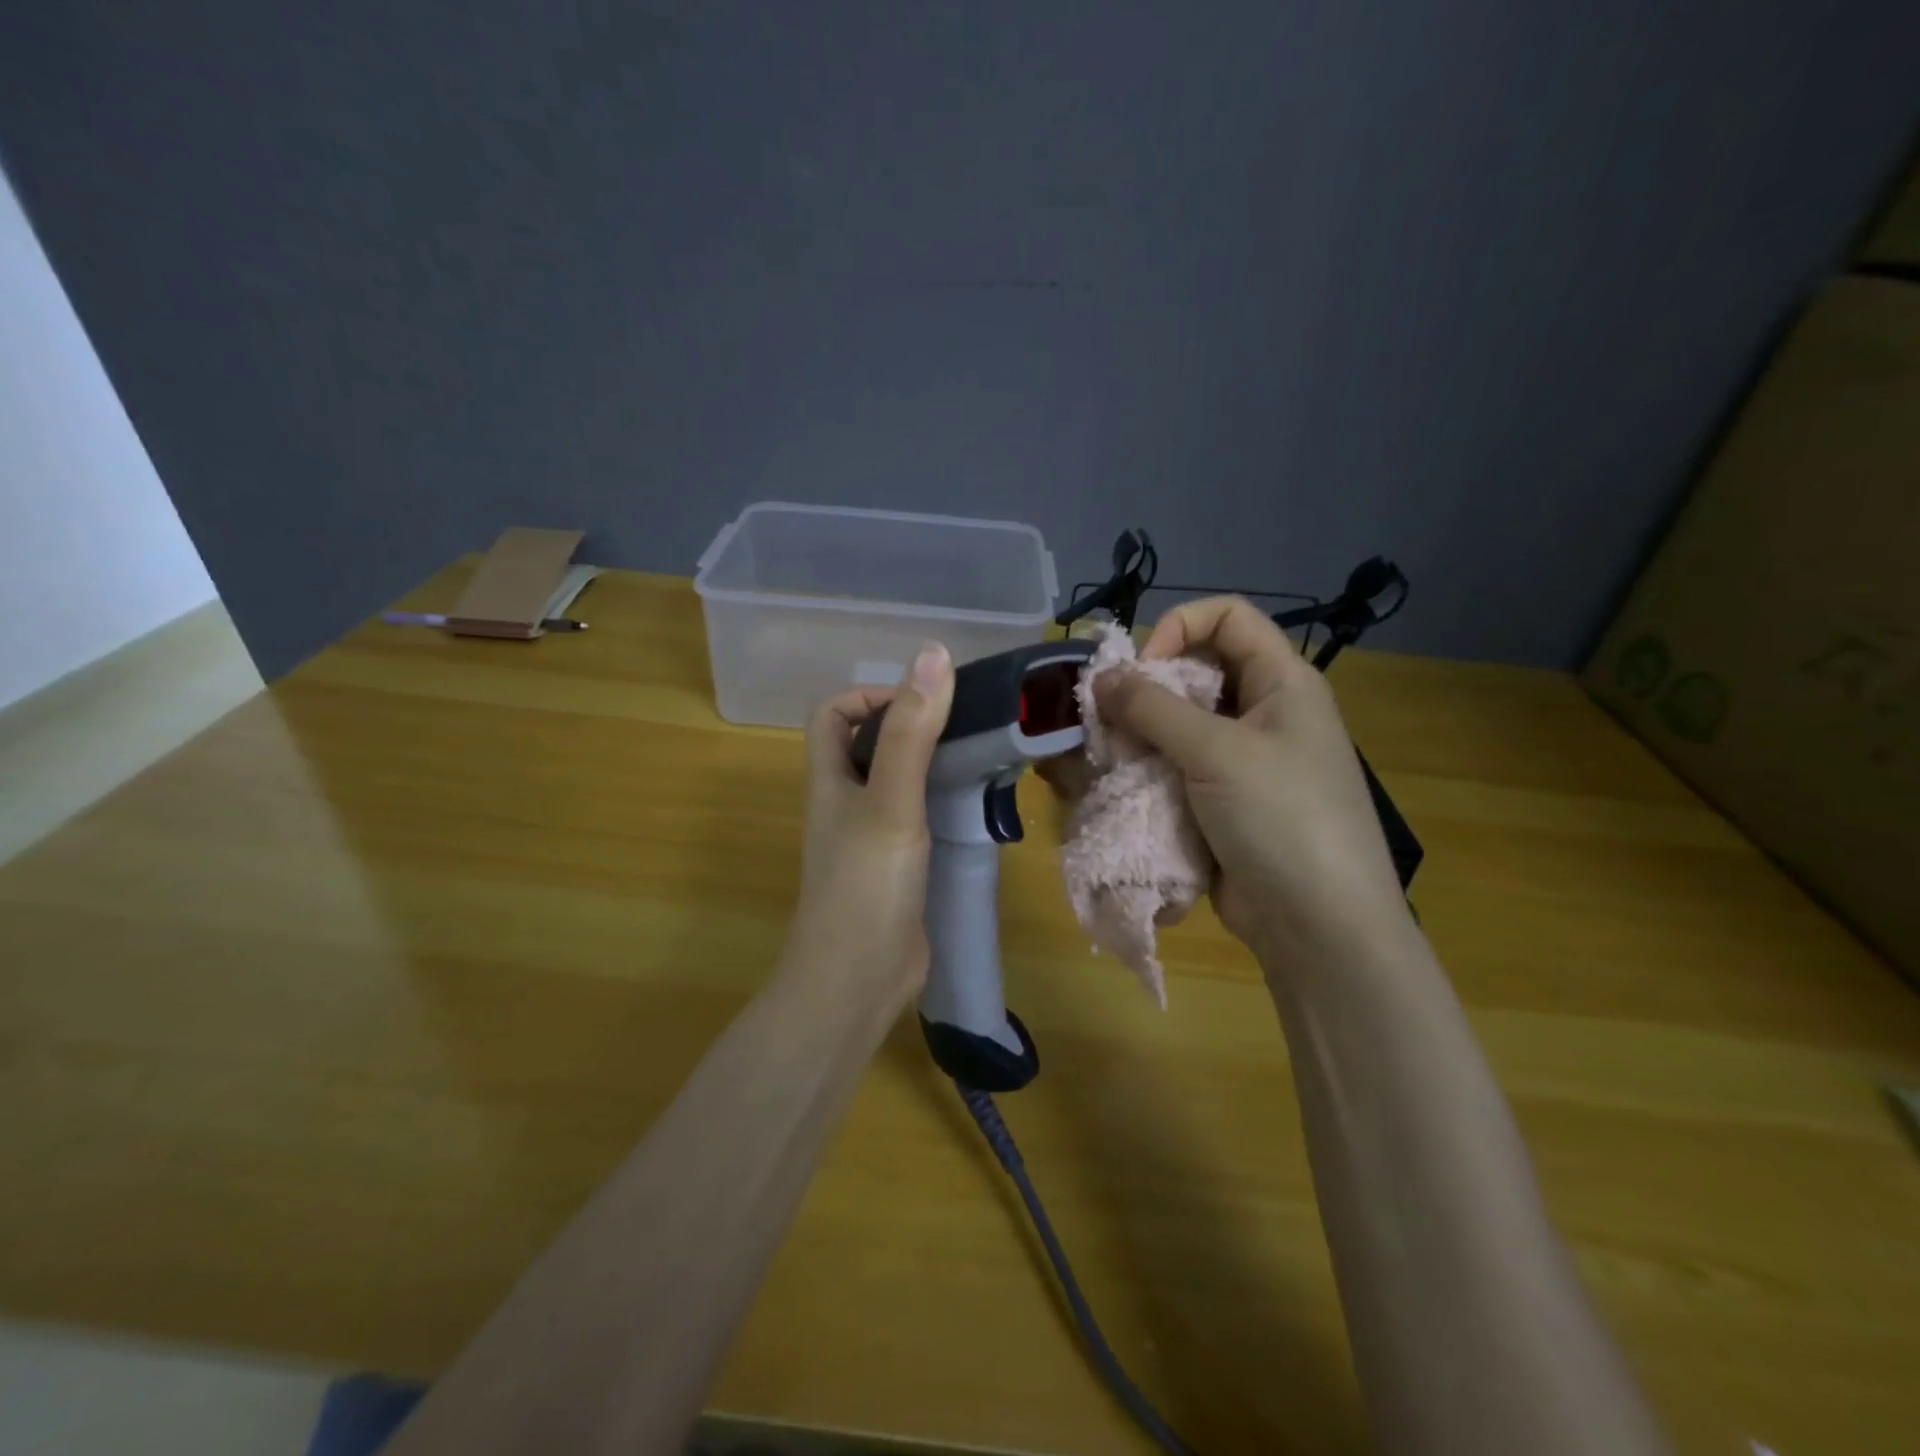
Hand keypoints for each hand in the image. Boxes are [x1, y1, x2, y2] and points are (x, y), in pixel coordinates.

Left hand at [782, 642, 955, 1002]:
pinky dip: (944, 804)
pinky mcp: (897, 867)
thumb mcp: (891, 801)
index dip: (871, 695)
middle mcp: (845, 802)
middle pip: (870, 743)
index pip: (833, 713)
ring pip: (899, 782)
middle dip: (913, 726)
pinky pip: (919, 819)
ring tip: (982, 757)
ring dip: (934, 764)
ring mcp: (871, 837)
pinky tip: (979, 807)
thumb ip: (912, 732)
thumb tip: (933, 653)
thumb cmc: (866, 885)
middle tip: (967, 725)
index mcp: (829, 779)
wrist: (858, 982)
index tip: (922, 702)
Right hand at [1094, 598, 1411, 963]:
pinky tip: (1124, 786)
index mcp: (1283, 682)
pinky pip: (1178, 768)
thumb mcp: (1217, 752)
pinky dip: (1149, 771)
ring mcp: (1245, 761)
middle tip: (1111, 718)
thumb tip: (1102, 678)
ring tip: (1112, 756)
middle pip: (1198, 670)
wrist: (1319, 925)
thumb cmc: (1281, 818)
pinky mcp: (1223, 802)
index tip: (1143, 668)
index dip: (1181, 627)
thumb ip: (1153, 708)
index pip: (1229, 616)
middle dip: (1149, 688)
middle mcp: (1265, 712)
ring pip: (1181, 724)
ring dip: (1142, 735)